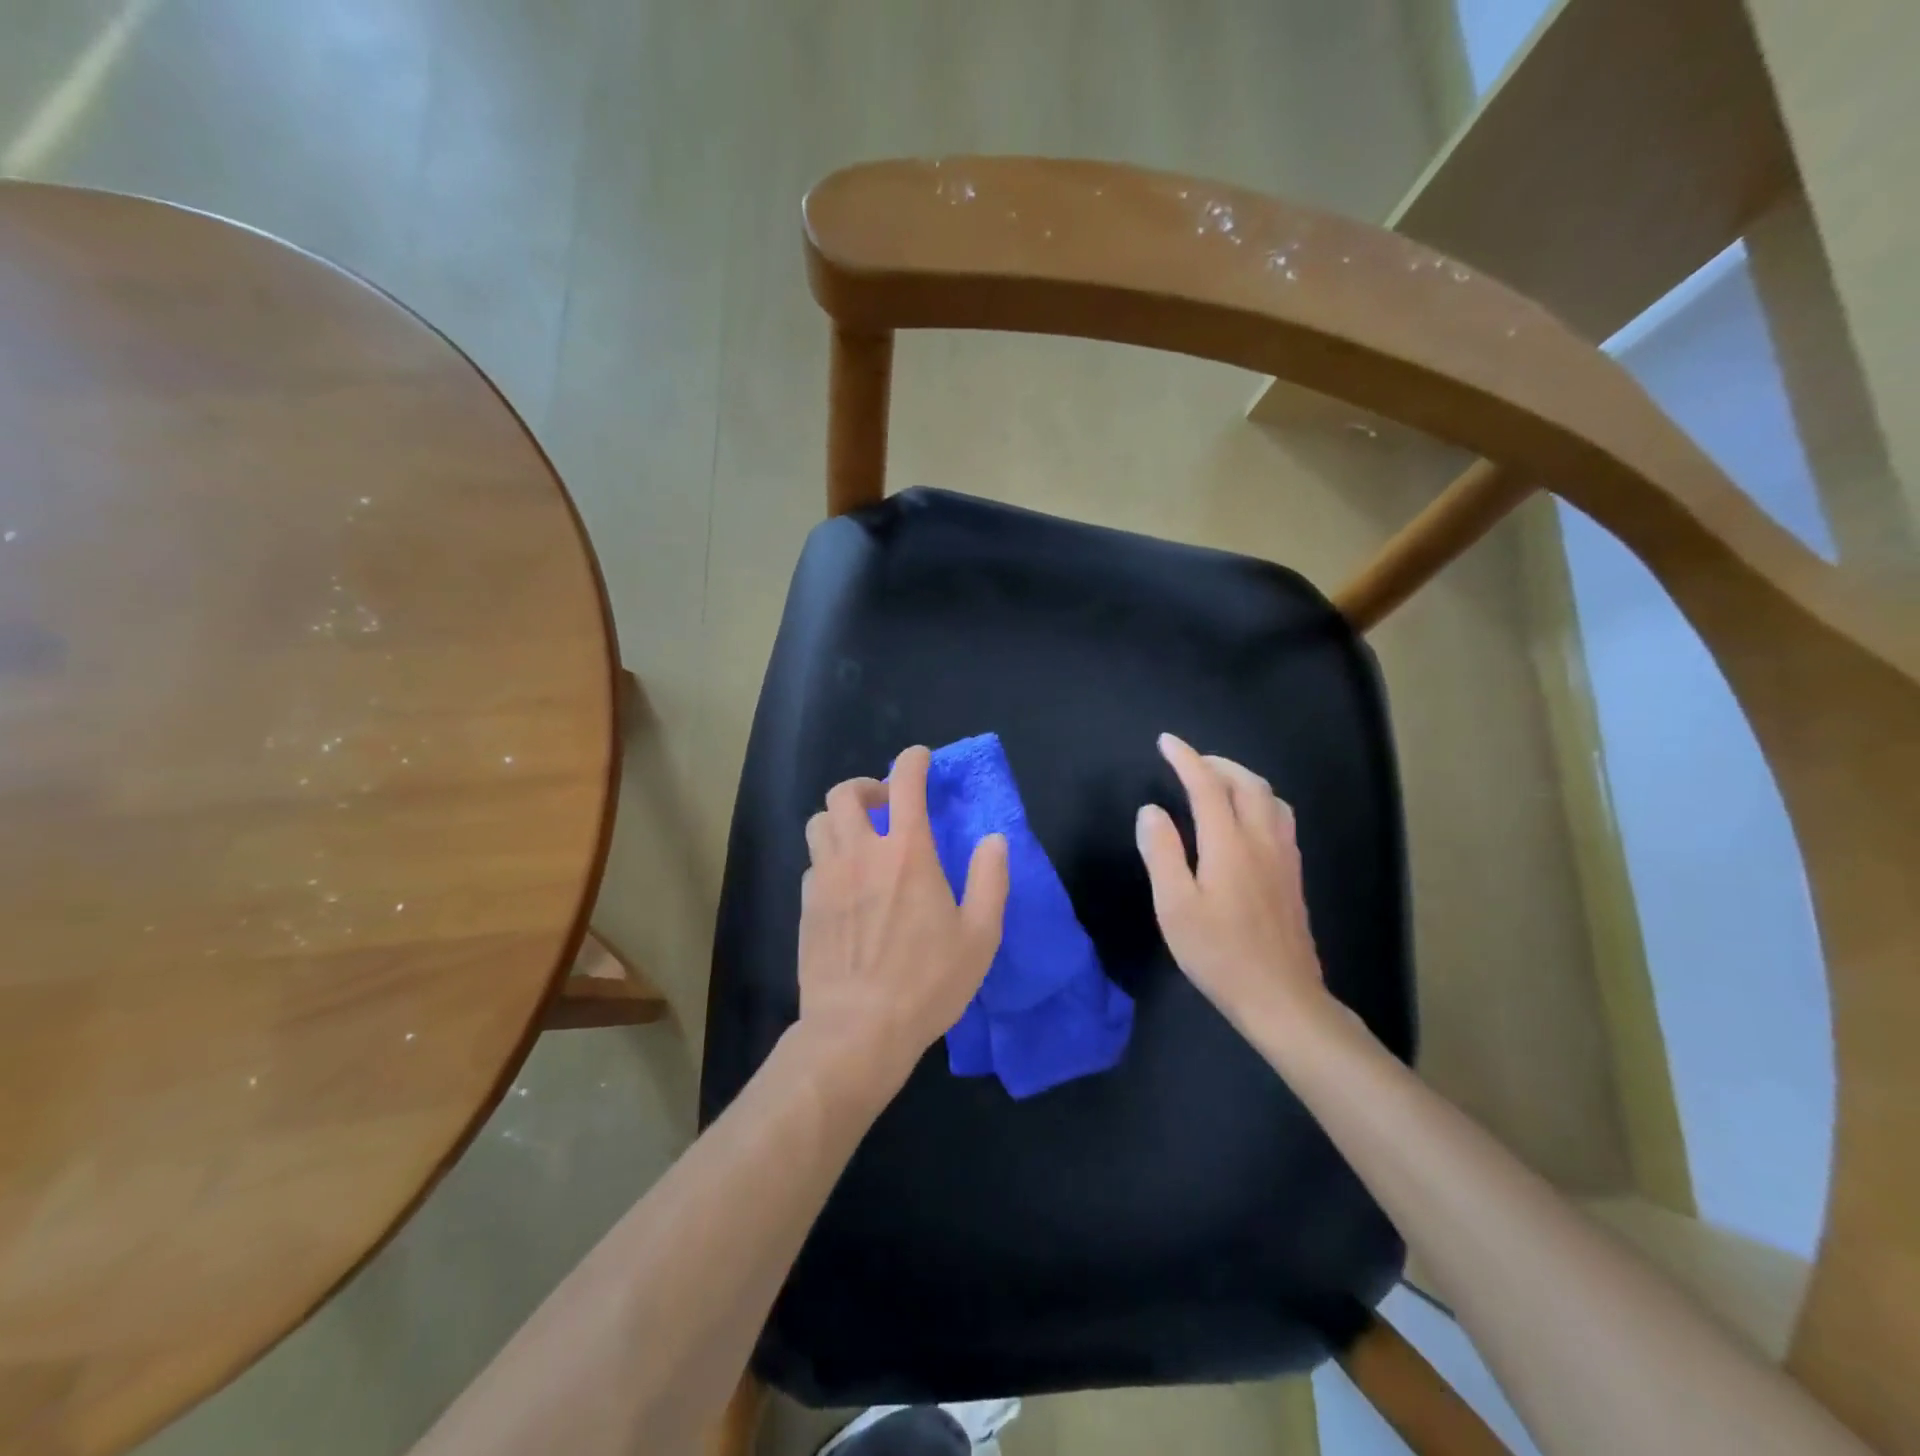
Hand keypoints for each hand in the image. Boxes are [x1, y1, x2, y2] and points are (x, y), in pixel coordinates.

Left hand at [796, 745, 1009, 1094]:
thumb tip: (993, 840)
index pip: (905, 783)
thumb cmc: (927, 983)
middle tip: (885, 804)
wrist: (857, 1030)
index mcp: (907, 853)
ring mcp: (826, 878)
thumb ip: (990, 879)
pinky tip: (844, 883)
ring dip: (840, 819)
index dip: (913, 761)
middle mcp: (860, 853)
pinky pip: (812, 862)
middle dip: (866, 787)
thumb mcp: (980, 935)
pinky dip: (829, 858)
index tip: (920, 759)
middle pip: (845, 792)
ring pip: (818, 822)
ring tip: (860, 838)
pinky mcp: (806, 905)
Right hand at [1135, 733, 1328, 1034]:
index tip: (1167, 742)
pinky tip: (1246, 820)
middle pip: (1247, 783)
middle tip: (1189, 762)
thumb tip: (1151, 811)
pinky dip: (1259, 800)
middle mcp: (1262, 840)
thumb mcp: (1174, 906)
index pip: (1207, 785)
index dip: (1186, 759)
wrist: (1281, 998)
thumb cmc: (1219, 954)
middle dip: (1217, 763)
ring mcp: (1284, 858)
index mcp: (1229, 844)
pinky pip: (1280, 818)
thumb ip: (1162, 852)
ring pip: (1271, 798)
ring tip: (1218, 783)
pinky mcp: (1294, 876)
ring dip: (1243, 779)